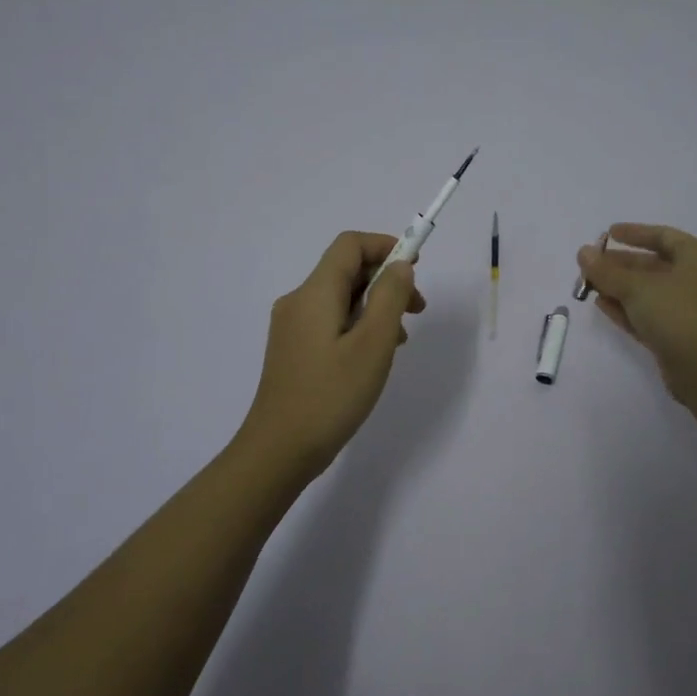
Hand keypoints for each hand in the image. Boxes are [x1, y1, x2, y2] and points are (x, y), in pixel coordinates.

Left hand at [235, 231, 426, 480]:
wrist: (279, 450)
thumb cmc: (331, 395)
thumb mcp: (373, 344)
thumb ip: (390, 297)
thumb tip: (400, 267)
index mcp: (315, 293)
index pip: (350, 245)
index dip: (386, 246)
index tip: (416, 268)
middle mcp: (299, 301)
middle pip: (346, 270)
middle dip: (386, 280)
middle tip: (417, 310)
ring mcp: (292, 327)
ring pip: (341, 298)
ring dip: (375, 306)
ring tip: (400, 340)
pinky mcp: (293, 350)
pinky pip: (331, 321)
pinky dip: (358, 325)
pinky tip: (373, 356)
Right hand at [577, 224, 696, 400]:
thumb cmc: (677, 314)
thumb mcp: (636, 287)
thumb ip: (606, 270)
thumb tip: (583, 252)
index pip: (663, 236)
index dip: (635, 233)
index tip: (608, 233)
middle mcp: (696, 280)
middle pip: (653, 265)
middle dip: (620, 265)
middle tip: (590, 264)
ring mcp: (688, 310)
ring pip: (649, 292)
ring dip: (619, 288)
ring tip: (589, 285)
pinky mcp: (679, 336)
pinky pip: (649, 315)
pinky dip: (626, 308)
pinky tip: (601, 305)